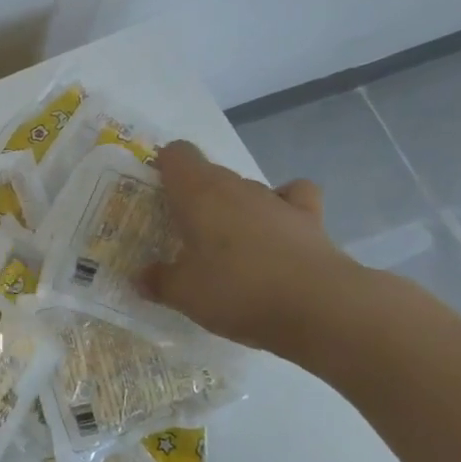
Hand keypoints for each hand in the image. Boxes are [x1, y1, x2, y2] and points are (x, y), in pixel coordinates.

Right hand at [138, 141, 364, 363]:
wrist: (319, 307)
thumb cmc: (237, 291)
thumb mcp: (184, 295)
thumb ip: (158, 281)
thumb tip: (141, 277)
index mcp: (197, 192)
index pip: (175, 154)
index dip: (163, 168)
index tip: (156, 197)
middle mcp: (235, 185)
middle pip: (207, 174)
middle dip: (194, 197)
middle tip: (183, 234)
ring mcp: (274, 199)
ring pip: (244, 189)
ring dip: (233, 208)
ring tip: (228, 247)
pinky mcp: (309, 217)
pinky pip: (292, 196)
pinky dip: (283, 205)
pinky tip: (276, 229)